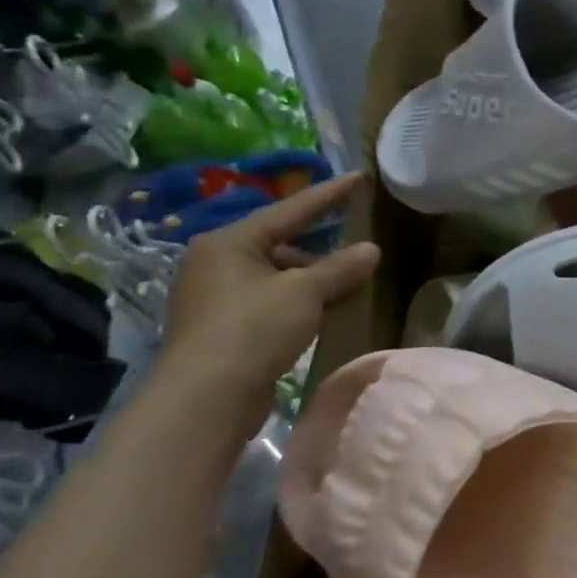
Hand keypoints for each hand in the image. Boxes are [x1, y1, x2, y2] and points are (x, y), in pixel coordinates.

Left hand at [155, 173, 379, 426]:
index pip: (290, 209)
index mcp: (230, 242)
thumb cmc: (253, 329)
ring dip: (312, 275)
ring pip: (276, 273)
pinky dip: (299, 298)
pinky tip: (324, 306)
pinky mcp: (223, 327)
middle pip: (280, 241)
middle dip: (320, 241)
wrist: (205, 400)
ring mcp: (216, 296)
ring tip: (349, 277)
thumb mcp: (305, 292)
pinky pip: (271, 298)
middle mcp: (216, 262)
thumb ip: (340, 267)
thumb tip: (371, 249)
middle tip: (357, 232)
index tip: (359, 177)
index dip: (329, 194)